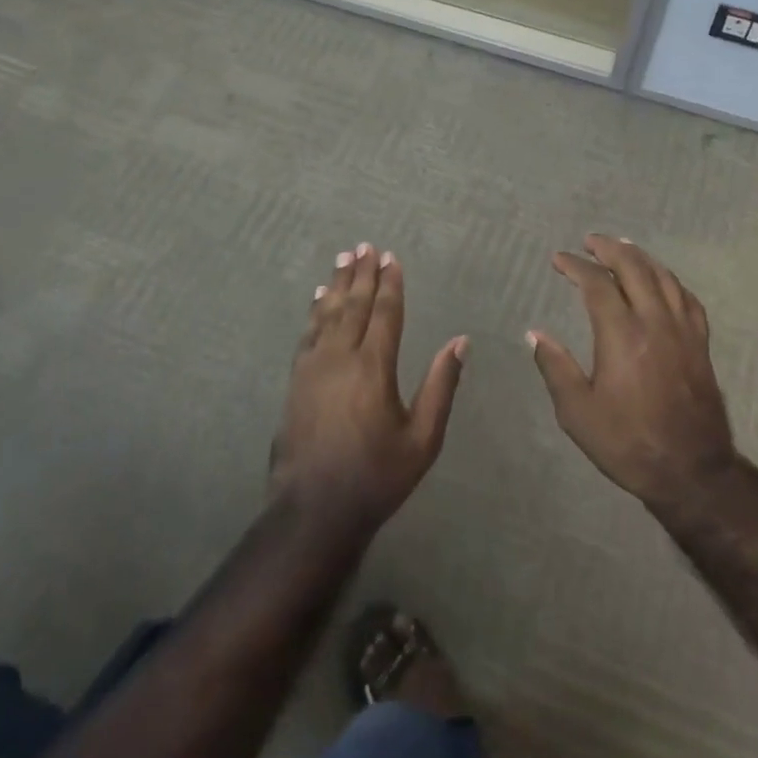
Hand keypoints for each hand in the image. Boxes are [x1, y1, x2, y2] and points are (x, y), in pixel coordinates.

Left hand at [272, 243, 465, 535]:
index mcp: (374, 368)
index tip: (391, 258)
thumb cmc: (376, 476)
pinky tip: (319, 298)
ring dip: (338, 284)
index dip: (390, 284)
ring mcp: (313, 367)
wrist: (313, 511)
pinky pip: (308, 333)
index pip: (385, 313)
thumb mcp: (422, 439)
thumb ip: (441, 386)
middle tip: (365, 246)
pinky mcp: (296, 380)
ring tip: (343, 259)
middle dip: (362, 274)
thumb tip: (461, 341)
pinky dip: (315, 310)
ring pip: (327, 313)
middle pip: (354, 305)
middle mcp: (341, 357)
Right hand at [528, 236, 737, 509]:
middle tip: (590, 242)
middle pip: (634, 268)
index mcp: (621, 335)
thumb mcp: (578, 413)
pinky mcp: (700, 344)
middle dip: (609, 249)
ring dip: (640, 257)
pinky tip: (662, 281)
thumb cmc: (628, 442)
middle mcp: (654, 322)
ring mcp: (683, 331)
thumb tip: (534, 334)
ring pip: (663, 277)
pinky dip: (670, 280)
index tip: (559, 259)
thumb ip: (556, 367)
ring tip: (622, 248)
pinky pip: (687, 298)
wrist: (691, 470)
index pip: (597, 284)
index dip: (576, 266)